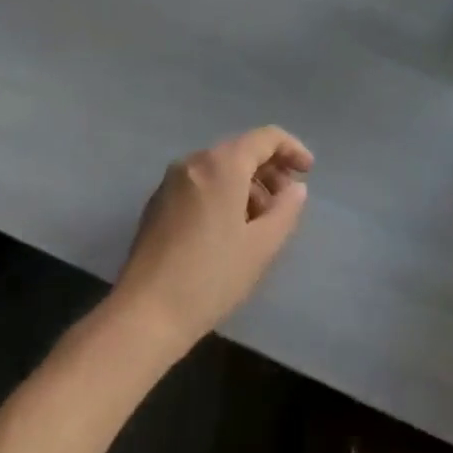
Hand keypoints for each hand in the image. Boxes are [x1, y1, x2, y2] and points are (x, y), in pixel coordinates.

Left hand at [112, 126, 312, 354]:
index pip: (266, 138)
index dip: (292, 149)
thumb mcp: (261, 246)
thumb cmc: (211, 277)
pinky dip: (222, 194)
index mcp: (222, 164)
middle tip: (286, 201)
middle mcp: (195, 161)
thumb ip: (286, 209)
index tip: (308, 172)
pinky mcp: (157, 203)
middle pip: (241, 150)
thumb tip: (294, 189)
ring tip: (260, 221)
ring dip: (246, 185)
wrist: (144, 315)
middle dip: (269, 170)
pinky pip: (200, 184)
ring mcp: (171, 181)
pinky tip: (229, 229)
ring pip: (219, 168)